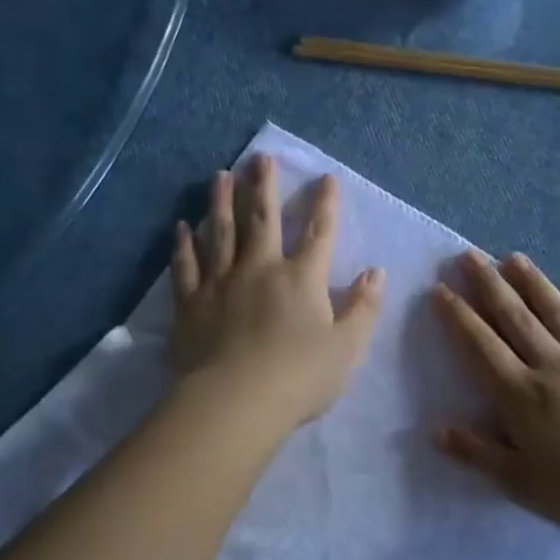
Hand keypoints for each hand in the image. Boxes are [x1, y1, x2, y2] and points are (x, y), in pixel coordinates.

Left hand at [169, 154, 384, 427]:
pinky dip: (183, 244)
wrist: (236, 402)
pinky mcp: (191, 303)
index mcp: (301, 279)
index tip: (326, 178)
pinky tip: (181, 226)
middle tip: (260, 158)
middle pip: (262, 220)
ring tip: (220, 175)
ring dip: (221, 201)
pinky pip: (186, 266)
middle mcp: (260, 269)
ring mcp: (221, 283)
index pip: (319, 234)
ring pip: (220, 232)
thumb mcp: (347, 347)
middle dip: (264, 186)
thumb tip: (377, 272)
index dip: (325, 205)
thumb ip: (363, 308)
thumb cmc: (299, 378)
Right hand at [432, 251, 559, 537]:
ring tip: (514, 257)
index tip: (440, 289)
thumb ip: (477, 453)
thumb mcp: (518, 482)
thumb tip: (437, 430)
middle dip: (489, 284)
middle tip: (470, 255)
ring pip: (556, 312)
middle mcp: (551, 365)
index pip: (481, 345)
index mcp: (520, 393)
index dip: (458, 315)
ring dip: (533, 282)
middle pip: (515, 316)